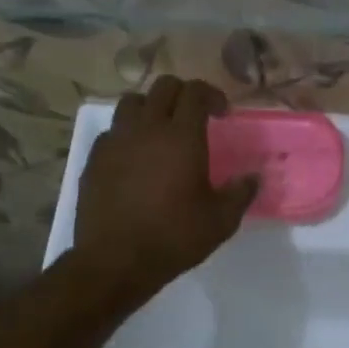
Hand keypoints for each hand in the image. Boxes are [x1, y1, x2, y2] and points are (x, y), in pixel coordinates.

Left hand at [72, 77, 258, 302]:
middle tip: (195, 116)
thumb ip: (240, 193)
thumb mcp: (220, 221)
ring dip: (151, 107)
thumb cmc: (173, 237)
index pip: (195, 92)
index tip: (222, 113)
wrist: (115, 261)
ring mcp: (116, 141)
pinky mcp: (95, 158)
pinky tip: (135, 157)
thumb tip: (254, 177)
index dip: (212, 95)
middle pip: (163, 87)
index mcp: (181, 136)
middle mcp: (146, 128)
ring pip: (132, 102)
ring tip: (161, 130)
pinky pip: (113, 131)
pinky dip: (128, 133)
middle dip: (183, 94)